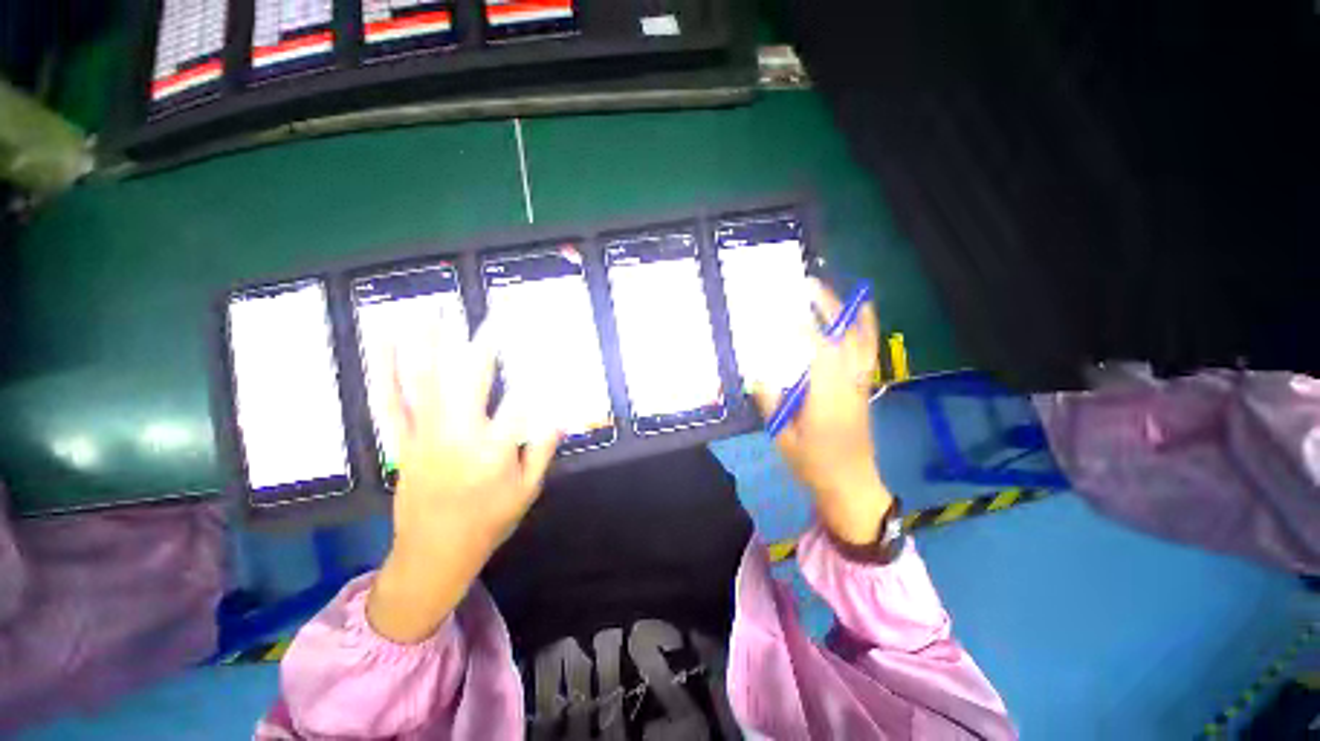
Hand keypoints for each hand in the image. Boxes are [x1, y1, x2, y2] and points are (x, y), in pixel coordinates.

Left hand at [367, 322, 559, 642]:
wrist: (434, 555)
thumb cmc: (488, 522)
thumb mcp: (528, 490)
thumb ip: (543, 448)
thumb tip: (559, 412)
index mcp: (493, 452)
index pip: (520, 402)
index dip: (538, 372)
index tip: (549, 346)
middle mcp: (456, 437)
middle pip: (470, 379)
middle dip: (485, 341)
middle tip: (498, 311)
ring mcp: (423, 436)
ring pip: (424, 382)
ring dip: (429, 342)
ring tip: (433, 308)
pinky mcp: (401, 441)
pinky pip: (388, 401)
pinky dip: (383, 369)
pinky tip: (383, 342)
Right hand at [752, 279, 893, 545]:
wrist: (851, 486)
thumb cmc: (813, 465)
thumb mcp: (783, 438)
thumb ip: (772, 402)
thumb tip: (758, 372)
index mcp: (827, 399)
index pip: (820, 352)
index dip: (804, 327)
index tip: (786, 308)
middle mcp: (849, 385)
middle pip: (847, 338)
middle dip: (830, 307)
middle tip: (809, 285)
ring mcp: (862, 385)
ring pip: (865, 342)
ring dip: (853, 313)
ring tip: (838, 291)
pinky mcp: (865, 388)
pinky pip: (868, 351)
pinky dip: (865, 329)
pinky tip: (855, 318)